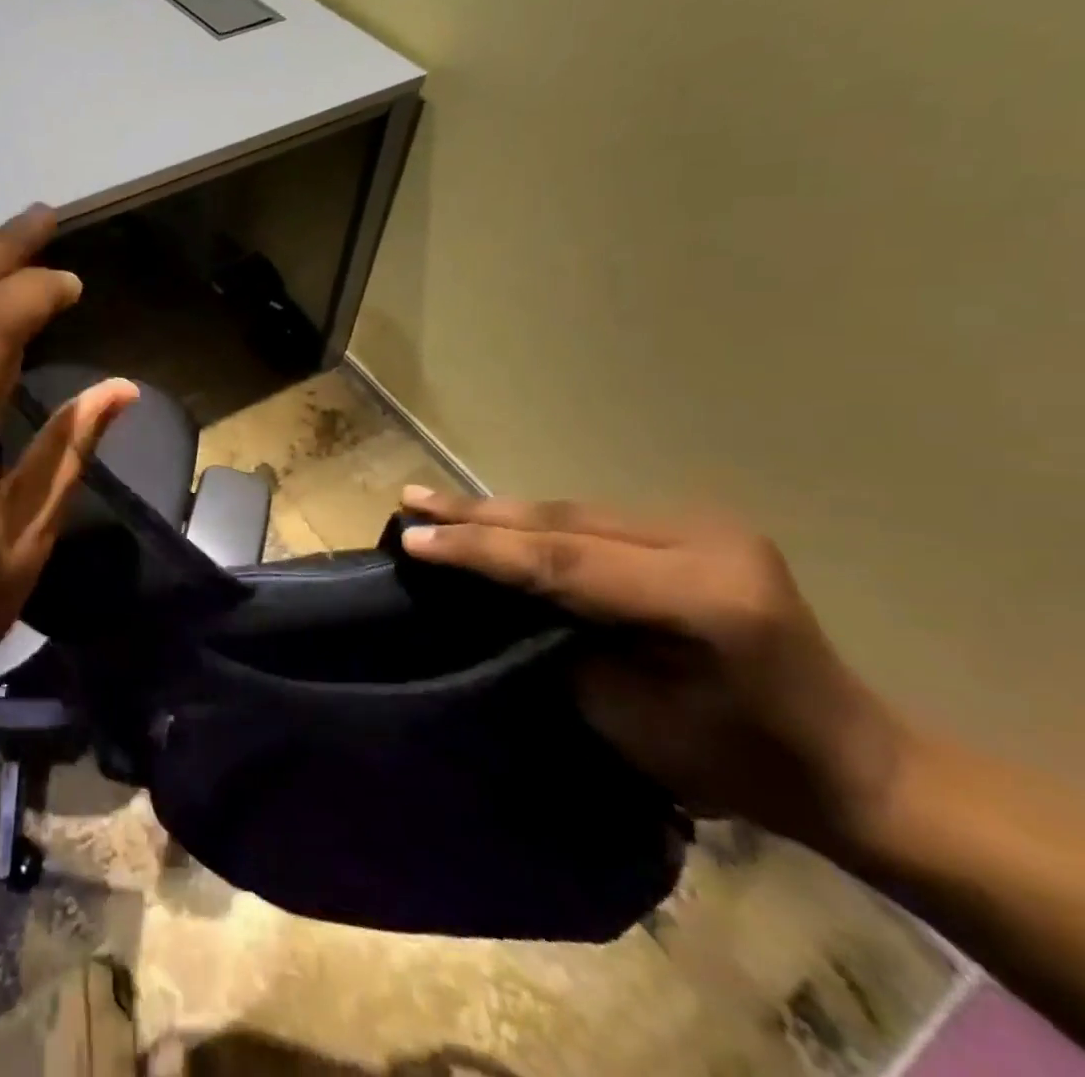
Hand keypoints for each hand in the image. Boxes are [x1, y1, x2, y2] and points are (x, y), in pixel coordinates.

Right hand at [398, 490, 912, 852]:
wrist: (854, 763)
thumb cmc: (741, 766)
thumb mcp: (634, 720)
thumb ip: (562, 644)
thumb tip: (498, 599)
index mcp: (703, 597)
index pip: (564, 560)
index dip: (482, 549)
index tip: (415, 538)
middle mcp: (706, 542)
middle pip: (566, 521)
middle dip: (480, 515)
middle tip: (411, 500)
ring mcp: (705, 527)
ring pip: (575, 512)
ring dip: (503, 514)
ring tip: (436, 505)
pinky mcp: (696, 529)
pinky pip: (596, 521)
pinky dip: (539, 524)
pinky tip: (496, 520)